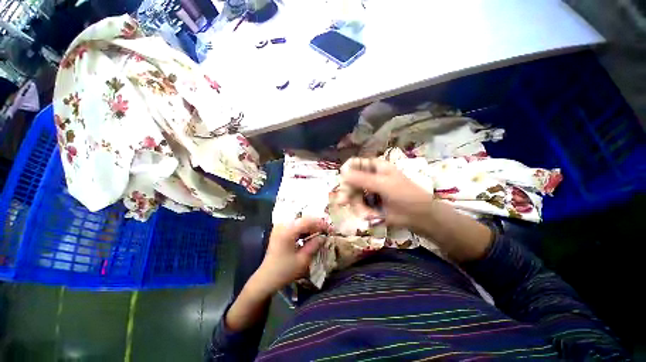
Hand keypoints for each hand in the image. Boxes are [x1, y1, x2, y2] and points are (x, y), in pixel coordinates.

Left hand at [254, 217, 327, 293]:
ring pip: (298, 222)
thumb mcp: (303, 259)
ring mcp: (278, 229)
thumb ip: (314, 245)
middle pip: (302, 219)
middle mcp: (282, 226)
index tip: (331, 231)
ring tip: (319, 235)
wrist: (268, 277)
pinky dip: (302, 230)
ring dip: (309, 227)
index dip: (321, 224)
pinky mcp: (277, 233)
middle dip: (316, 224)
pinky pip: (292, 227)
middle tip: (327, 233)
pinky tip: (308, 238)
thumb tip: (323, 237)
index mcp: (288, 230)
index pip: (308, 220)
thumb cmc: (286, 270)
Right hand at [341, 157, 491, 261]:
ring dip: (359, 207)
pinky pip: (361, 208)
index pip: (355, 164)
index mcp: (376, 167)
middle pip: (350, 182)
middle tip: (343, 202)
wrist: (419, 216)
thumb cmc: (405, 195)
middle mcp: (372, 178)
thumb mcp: (384, 184)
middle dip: (349, 194)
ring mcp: (372, 192)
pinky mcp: (373, 207)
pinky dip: (364, 214)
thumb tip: (342, 172)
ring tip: (369, 215)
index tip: (343, 181)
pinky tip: (372, 218)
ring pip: (354, 197)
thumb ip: (362, 179)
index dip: (346, 172)